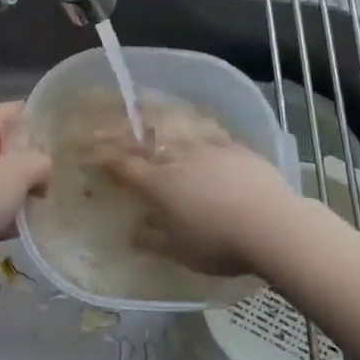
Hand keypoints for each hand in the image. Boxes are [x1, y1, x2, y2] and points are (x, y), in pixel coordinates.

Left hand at [0, 101, 50, 279]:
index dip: (33, 112)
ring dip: (28, 182)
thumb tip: (47, 167)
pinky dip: (18, 206)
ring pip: (7, 173)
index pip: (6, 110)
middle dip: (35, 152)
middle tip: (65, 160)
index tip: (62, 122)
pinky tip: (38, 217)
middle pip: (8, 143)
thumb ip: (40, 160)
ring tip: (56, 189)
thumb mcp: (16, 172)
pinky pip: (2, 200)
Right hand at [97, 110, 302, 276]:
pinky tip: (194, 121)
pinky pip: (208, 129)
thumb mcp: (180, 251)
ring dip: (156, 118)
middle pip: (145, 140)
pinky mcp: (235, 147)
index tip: (87, 150)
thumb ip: (152, 239)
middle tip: (107, 120)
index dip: (103, 156)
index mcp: (159, 183)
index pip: (123, 165)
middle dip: (123, 131)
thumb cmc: (219, 243)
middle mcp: (179, 158)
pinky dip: (195, 123)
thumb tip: (131, 231)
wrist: (271, 225)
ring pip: (176, 128)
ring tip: (145, 109)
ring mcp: (208, 148)